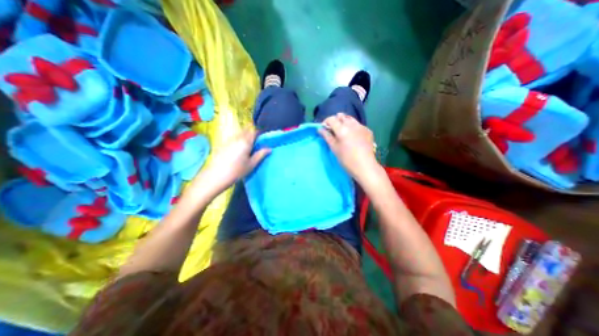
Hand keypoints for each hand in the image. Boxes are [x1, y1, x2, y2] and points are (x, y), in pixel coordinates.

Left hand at [195, 127, 268, 196]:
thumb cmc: (237, 171)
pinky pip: (233, 138)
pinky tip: (238, 150)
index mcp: (245, 142)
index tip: (263, 139)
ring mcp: (228, 140)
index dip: (259, 133)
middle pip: (246, 130)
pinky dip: (238, 140)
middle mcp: (237, 138)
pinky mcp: (223, 144)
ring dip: (245, 136)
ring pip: (239, 133)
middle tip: (256, 143)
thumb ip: (261, 154)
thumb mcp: (252, 164)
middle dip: (252, 133)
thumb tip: (269, 148)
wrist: (216, 176)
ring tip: (248, 147)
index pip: (254, 131)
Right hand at [317, 114, 378, 183]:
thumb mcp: (334, 148)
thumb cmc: (346, 159)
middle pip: (341, 116)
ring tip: (343, 132)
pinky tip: (353, 137)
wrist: (365, 166)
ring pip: (350, 119)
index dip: (326, 122)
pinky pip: (358, 125)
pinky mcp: (368, 130)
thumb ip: (327, 136)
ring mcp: (361, 126)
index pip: (331, 119)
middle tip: (333, 131)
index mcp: (342, 129)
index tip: (324, 129)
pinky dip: (353, 127)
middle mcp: (352, 125)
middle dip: (335, 121)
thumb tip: (320, 129)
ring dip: (344, 122)